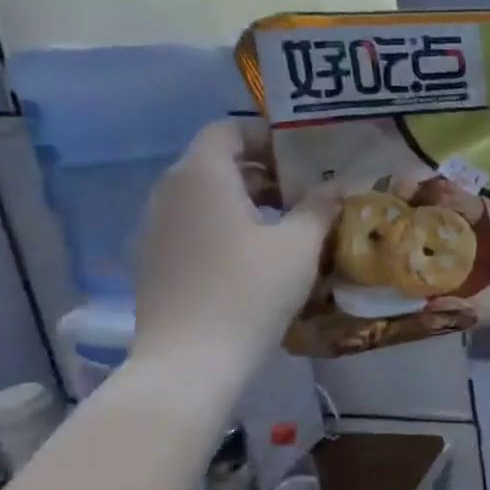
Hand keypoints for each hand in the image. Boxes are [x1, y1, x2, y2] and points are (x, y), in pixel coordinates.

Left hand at [130, 120, 340, 367]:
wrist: (192, 360)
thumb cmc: (251, 290)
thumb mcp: (299, 246)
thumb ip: (319, 208)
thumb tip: (336, 187)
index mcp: (202, 176)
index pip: (227, 130)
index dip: (266, 136)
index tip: (303, 156)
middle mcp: (169, 191)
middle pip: (215, 161)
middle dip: (261, 169)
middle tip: (303, 189)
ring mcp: (155, 227)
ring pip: (203, 194)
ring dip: (243, 197)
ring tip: (285, 222)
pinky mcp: (153, 259)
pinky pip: (192, 223)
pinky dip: (223, 223)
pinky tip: (254, 254)